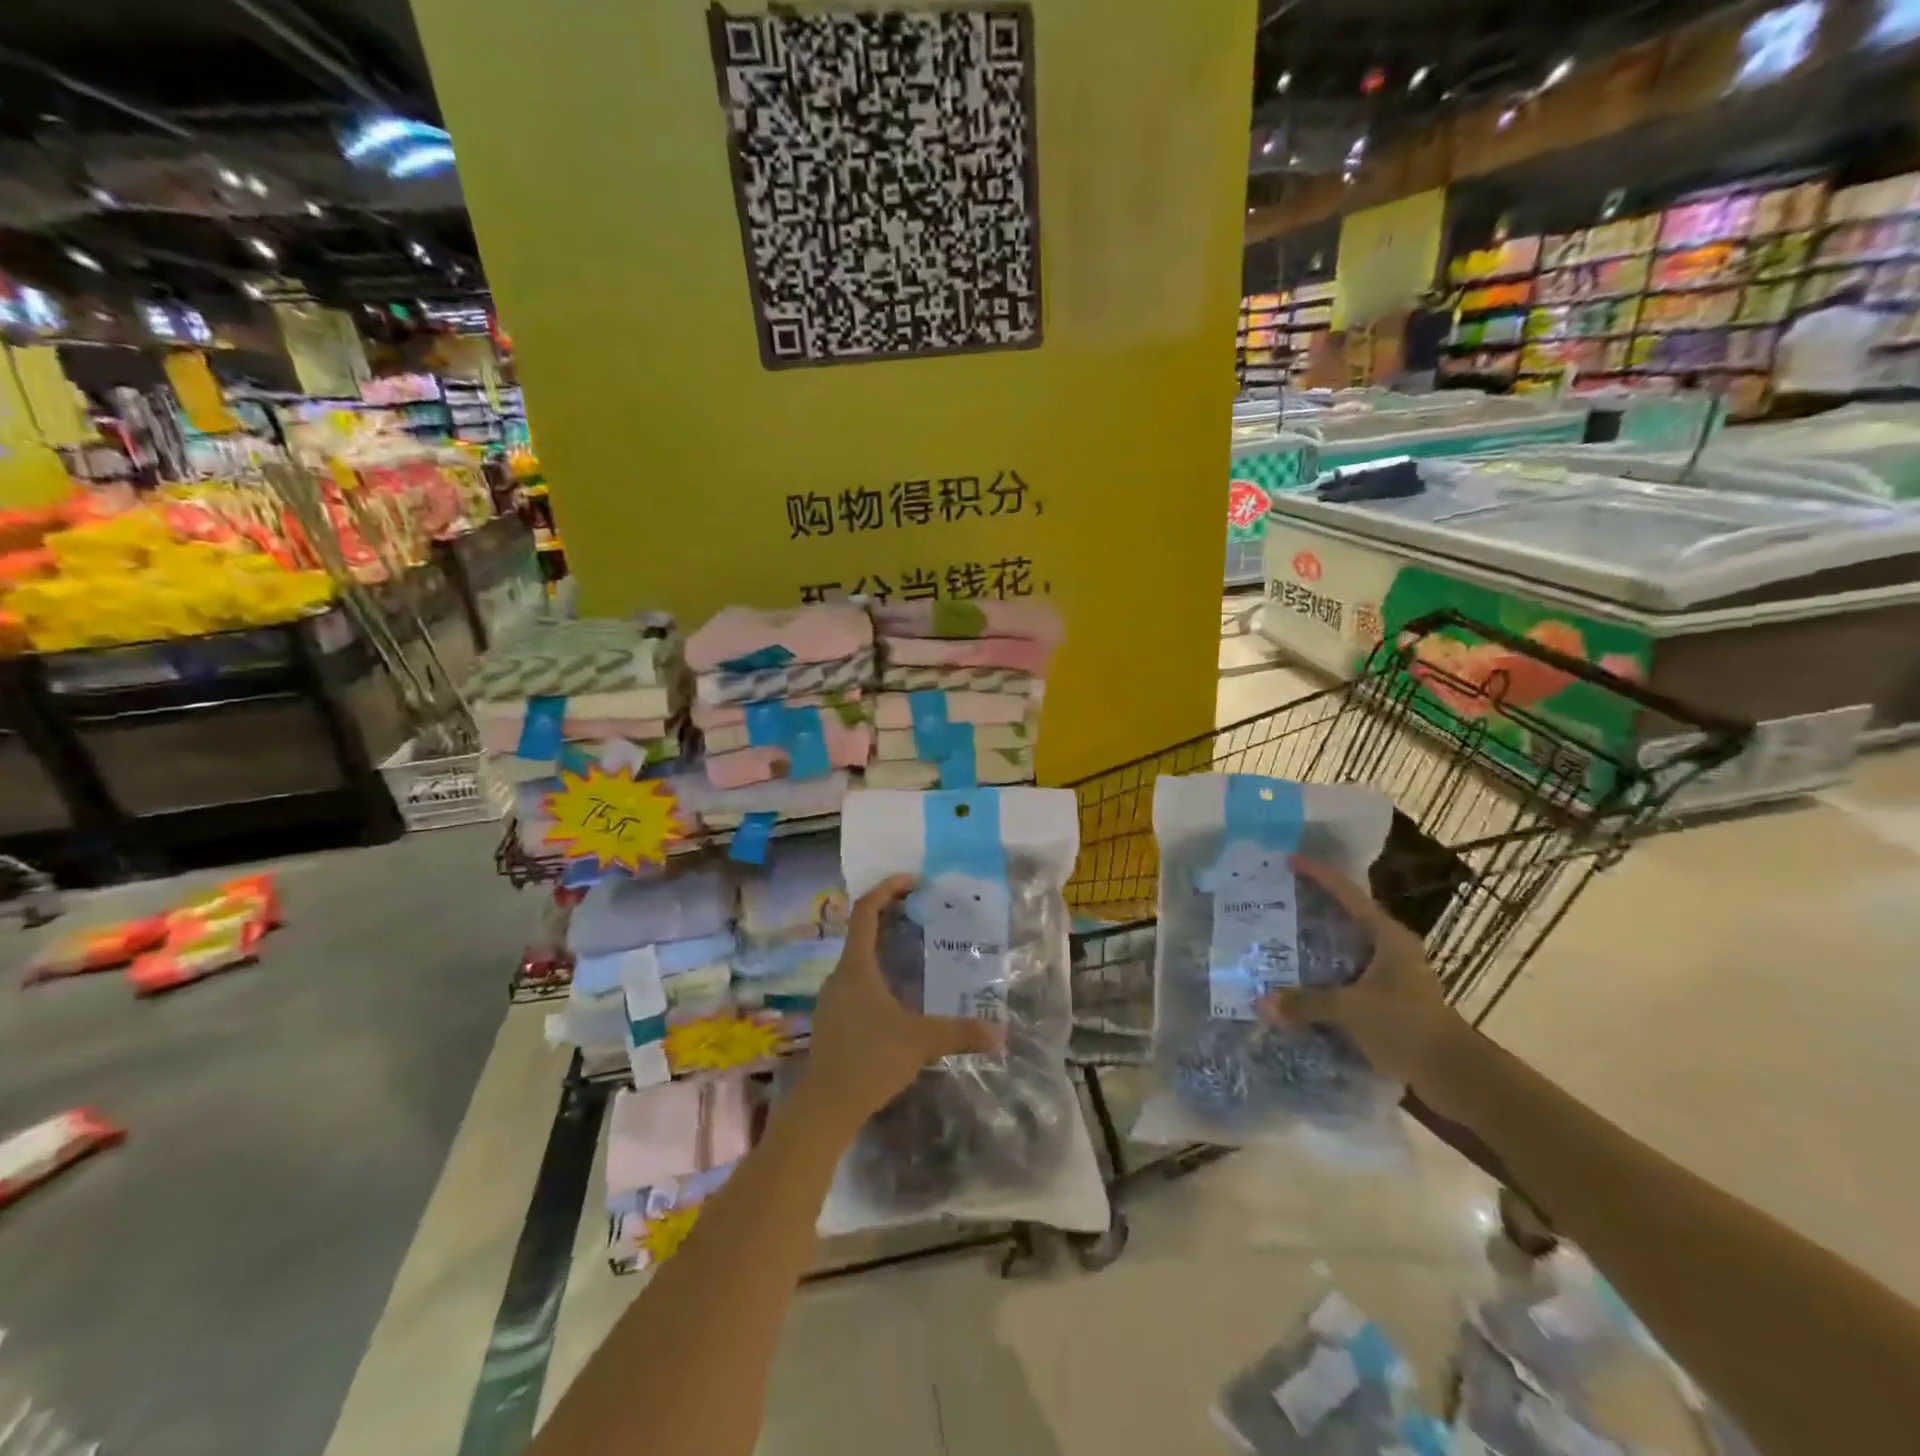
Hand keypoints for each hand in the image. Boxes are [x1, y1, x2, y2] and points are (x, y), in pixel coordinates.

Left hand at [800, 874, 1004, 1131]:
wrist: (824, 1107)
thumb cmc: (870, 1061)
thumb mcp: (921, 1042)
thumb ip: (960, 1033)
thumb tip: (1000, 1034)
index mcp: (857, 968)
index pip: (865, 911)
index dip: (886, 889)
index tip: (912, 880)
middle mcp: (840, 975)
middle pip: (861, 931)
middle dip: (890, 916)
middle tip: (922, 914)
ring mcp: (831, 998)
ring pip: (858, 959)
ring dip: (883, 947)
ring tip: (915, 952)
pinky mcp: (832, 1019)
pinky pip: (855, 981)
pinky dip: (876, 973)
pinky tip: (897, 995)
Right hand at [1258, 855, 1467, 1086]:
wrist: (1456, 1076)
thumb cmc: (1406, 1026)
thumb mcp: (1350, 1009)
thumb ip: (1305, 1003)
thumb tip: (1262, 1004)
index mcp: (1387, 936)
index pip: (1348, 894)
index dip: (1319, 875)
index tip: (1289, 860)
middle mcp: (1391, 950)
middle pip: (1346, 919)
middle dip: (1313, 911)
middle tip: (1277, 903)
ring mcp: (1393, 977)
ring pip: (1346, 952)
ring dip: (1317, 949)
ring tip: (1278, 943)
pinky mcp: (1391, 1003)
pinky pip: (1349, 980)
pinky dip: (1325, 980)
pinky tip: (1300, 986)